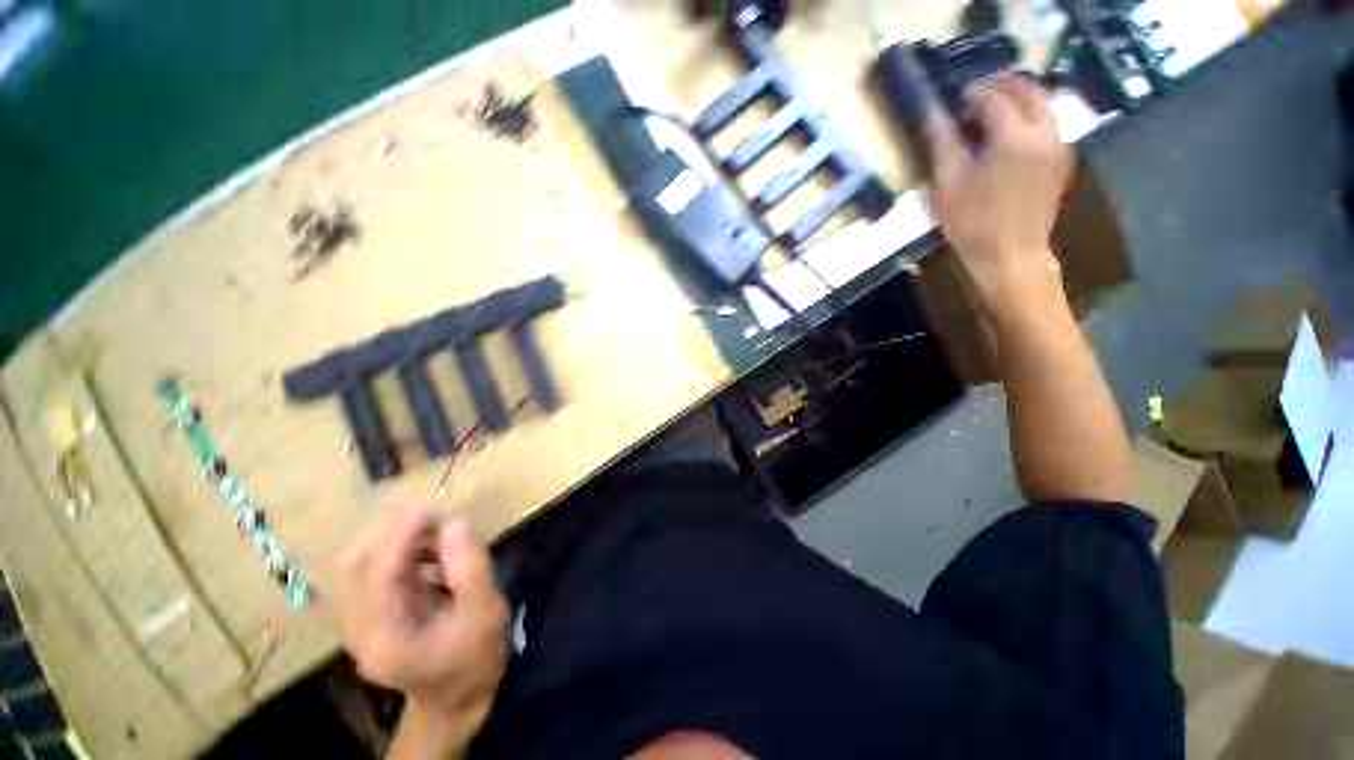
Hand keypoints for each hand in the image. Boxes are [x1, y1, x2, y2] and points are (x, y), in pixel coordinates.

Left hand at [333, 506, 508, 738]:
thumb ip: (471, 567)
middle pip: (352, 568)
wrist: (456, 699)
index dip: (402, 535)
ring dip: (388, 539)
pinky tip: (423, 549)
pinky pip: (366, 573)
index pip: (379, 576)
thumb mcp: (485, 613)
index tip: (433, 507)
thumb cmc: (475, 658)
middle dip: (388, 531)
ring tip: (430, 528)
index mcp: (387, 641)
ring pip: (354, 568)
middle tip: (430, 513)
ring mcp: (356, 627)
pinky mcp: (365, 618)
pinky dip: (392, 552)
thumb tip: (455, 524)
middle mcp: (359, 634)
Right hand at [925, 74, 1072, 315]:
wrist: (1011, 256)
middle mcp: (1044, 131)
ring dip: (1017, 101)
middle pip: (1028, 89)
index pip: (993, 95)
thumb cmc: (973, 224)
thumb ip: (942, 144)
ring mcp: (1057, 146)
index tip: (953, 100)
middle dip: (1001, 86)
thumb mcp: (947, 185)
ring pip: (1042, 105)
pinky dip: (1029, 120)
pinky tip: (1009, 139)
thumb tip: (933, 114)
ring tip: (990, 116)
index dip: (971, 93)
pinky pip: (1048, 126)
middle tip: (975, 98)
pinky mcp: (1060, 163)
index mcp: (1014, 135)